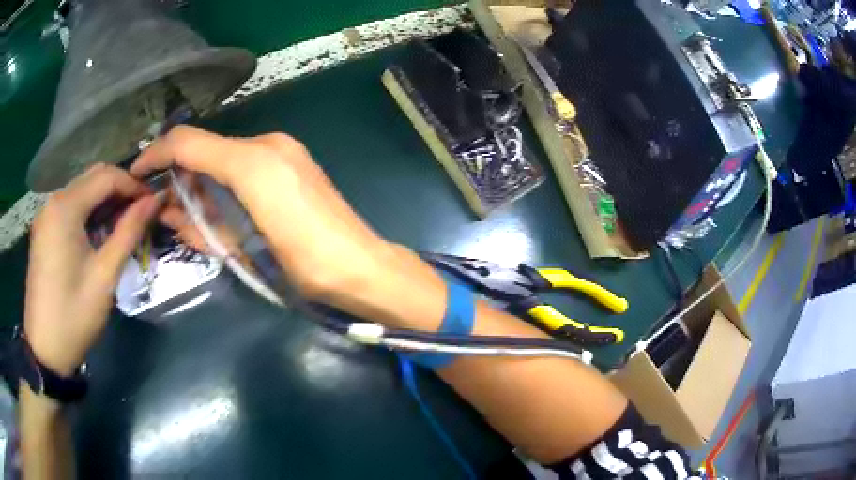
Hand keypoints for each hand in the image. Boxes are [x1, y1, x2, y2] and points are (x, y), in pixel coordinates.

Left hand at [25, 164, 161, 376]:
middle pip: (92, 178)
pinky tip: (99, 233)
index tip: (153, 202)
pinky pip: (70, 208)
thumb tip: (154, 200)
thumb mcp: (105, 276)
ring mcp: (46, 216)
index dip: (133, 185)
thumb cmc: (74, 315)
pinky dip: (89, 213)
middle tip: (141, 213)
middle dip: (119, 190)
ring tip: (123, 224)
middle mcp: (53, 202)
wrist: (45, 349)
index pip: (106, 176)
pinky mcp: (44, 231)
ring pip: (81, 192)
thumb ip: (129, 232)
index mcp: (65, 207)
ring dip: (104, 202)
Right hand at [131, 126, 446, 328]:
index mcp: (253, 160)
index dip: (156, 153)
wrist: (362, 269)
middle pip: (206, 147)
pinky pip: (244, 163)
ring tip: (179, 209)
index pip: (189, 142)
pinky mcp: (293, 162)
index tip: (135, 173)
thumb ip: (203, 221)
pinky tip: (210, 203)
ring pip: (223, 156)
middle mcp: (268, 144)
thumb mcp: (244, 248)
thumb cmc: (307, 265)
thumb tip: (172, 208)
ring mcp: (284, 150)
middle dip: (176, 171)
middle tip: (158, 202)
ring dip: (197, 178)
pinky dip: (220, 180)